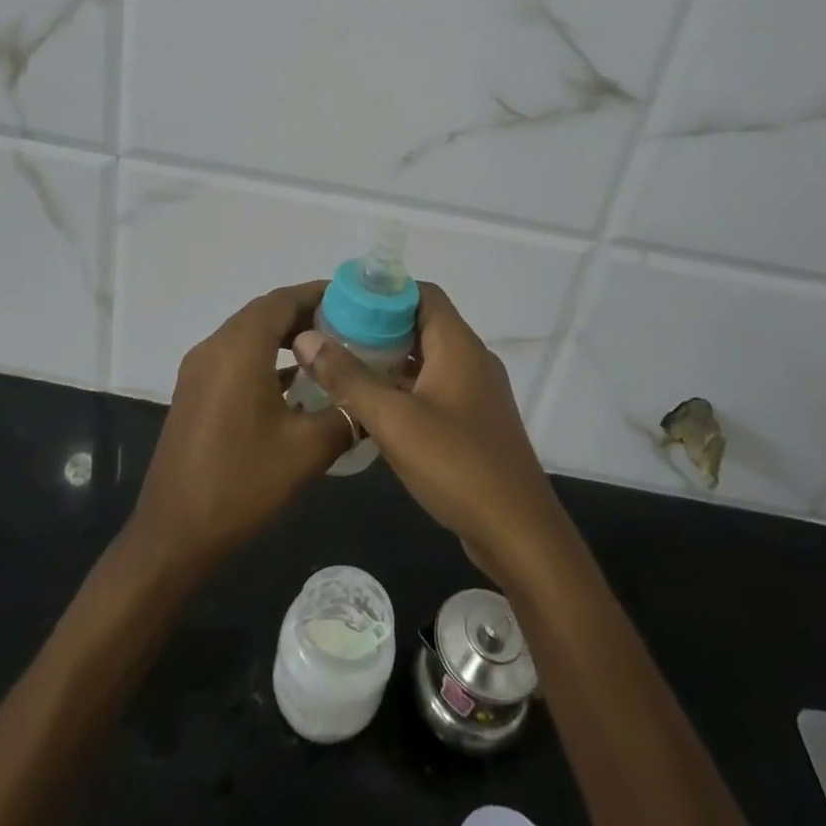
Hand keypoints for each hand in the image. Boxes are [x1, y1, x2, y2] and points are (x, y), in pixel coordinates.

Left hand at [127, 282, 353, 574]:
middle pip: (264, 313)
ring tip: (326, 351)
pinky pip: (234, 357)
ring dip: (284, 336)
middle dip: (305, 314)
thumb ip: (345, 412)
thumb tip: (370, 398)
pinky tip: (292, 384)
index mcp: (239, 349)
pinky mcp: (194, 392)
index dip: (318, 294)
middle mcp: (214, 347)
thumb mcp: (307, 450)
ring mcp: (198, 370)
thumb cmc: (243, 483)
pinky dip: (264, 357)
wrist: (174, 533)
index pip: (282, 300)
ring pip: (248, 335)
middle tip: (348, 326)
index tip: (354, 300)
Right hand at [294, 283, 571, 586]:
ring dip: (388, 360)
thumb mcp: (394, 420)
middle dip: (377, 327)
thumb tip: (307, 337)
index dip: (383, 293)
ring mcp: (475, 392)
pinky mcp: (473, 422)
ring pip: (426, 359)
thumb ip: (348, 377)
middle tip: (332, 337)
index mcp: (458, 345)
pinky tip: (372, 408)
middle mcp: (471, 359)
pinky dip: (404, 388)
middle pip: (421, 324)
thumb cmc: (457, 465)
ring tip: (342, 368)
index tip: (342, 303)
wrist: (518, 532)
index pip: (422, 293)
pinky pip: (433, 389)